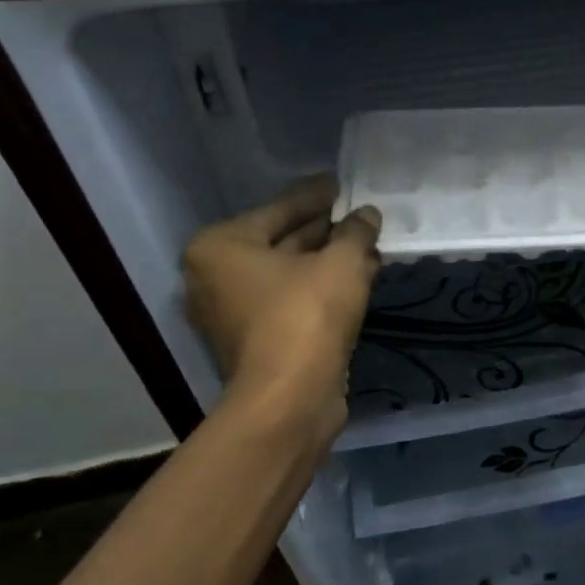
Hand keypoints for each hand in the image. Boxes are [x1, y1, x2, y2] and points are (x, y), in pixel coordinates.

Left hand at [183, 176, 380, 437]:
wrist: (290, 399)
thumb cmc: (306, 316)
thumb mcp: (341, 263)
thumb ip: (355, 233)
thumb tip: (366, 215)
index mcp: (221, 247)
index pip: (278, 210)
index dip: (315, 196)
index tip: (340, 185)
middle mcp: (216, 277)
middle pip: (280, 243)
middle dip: (325, 232)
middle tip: (359, 218)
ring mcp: (234, 314)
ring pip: (290, 276)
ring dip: (328, 263)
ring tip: (368, 248)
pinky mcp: (257, 343)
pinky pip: (292, 303)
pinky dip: (321, 291)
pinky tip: (358, 281)